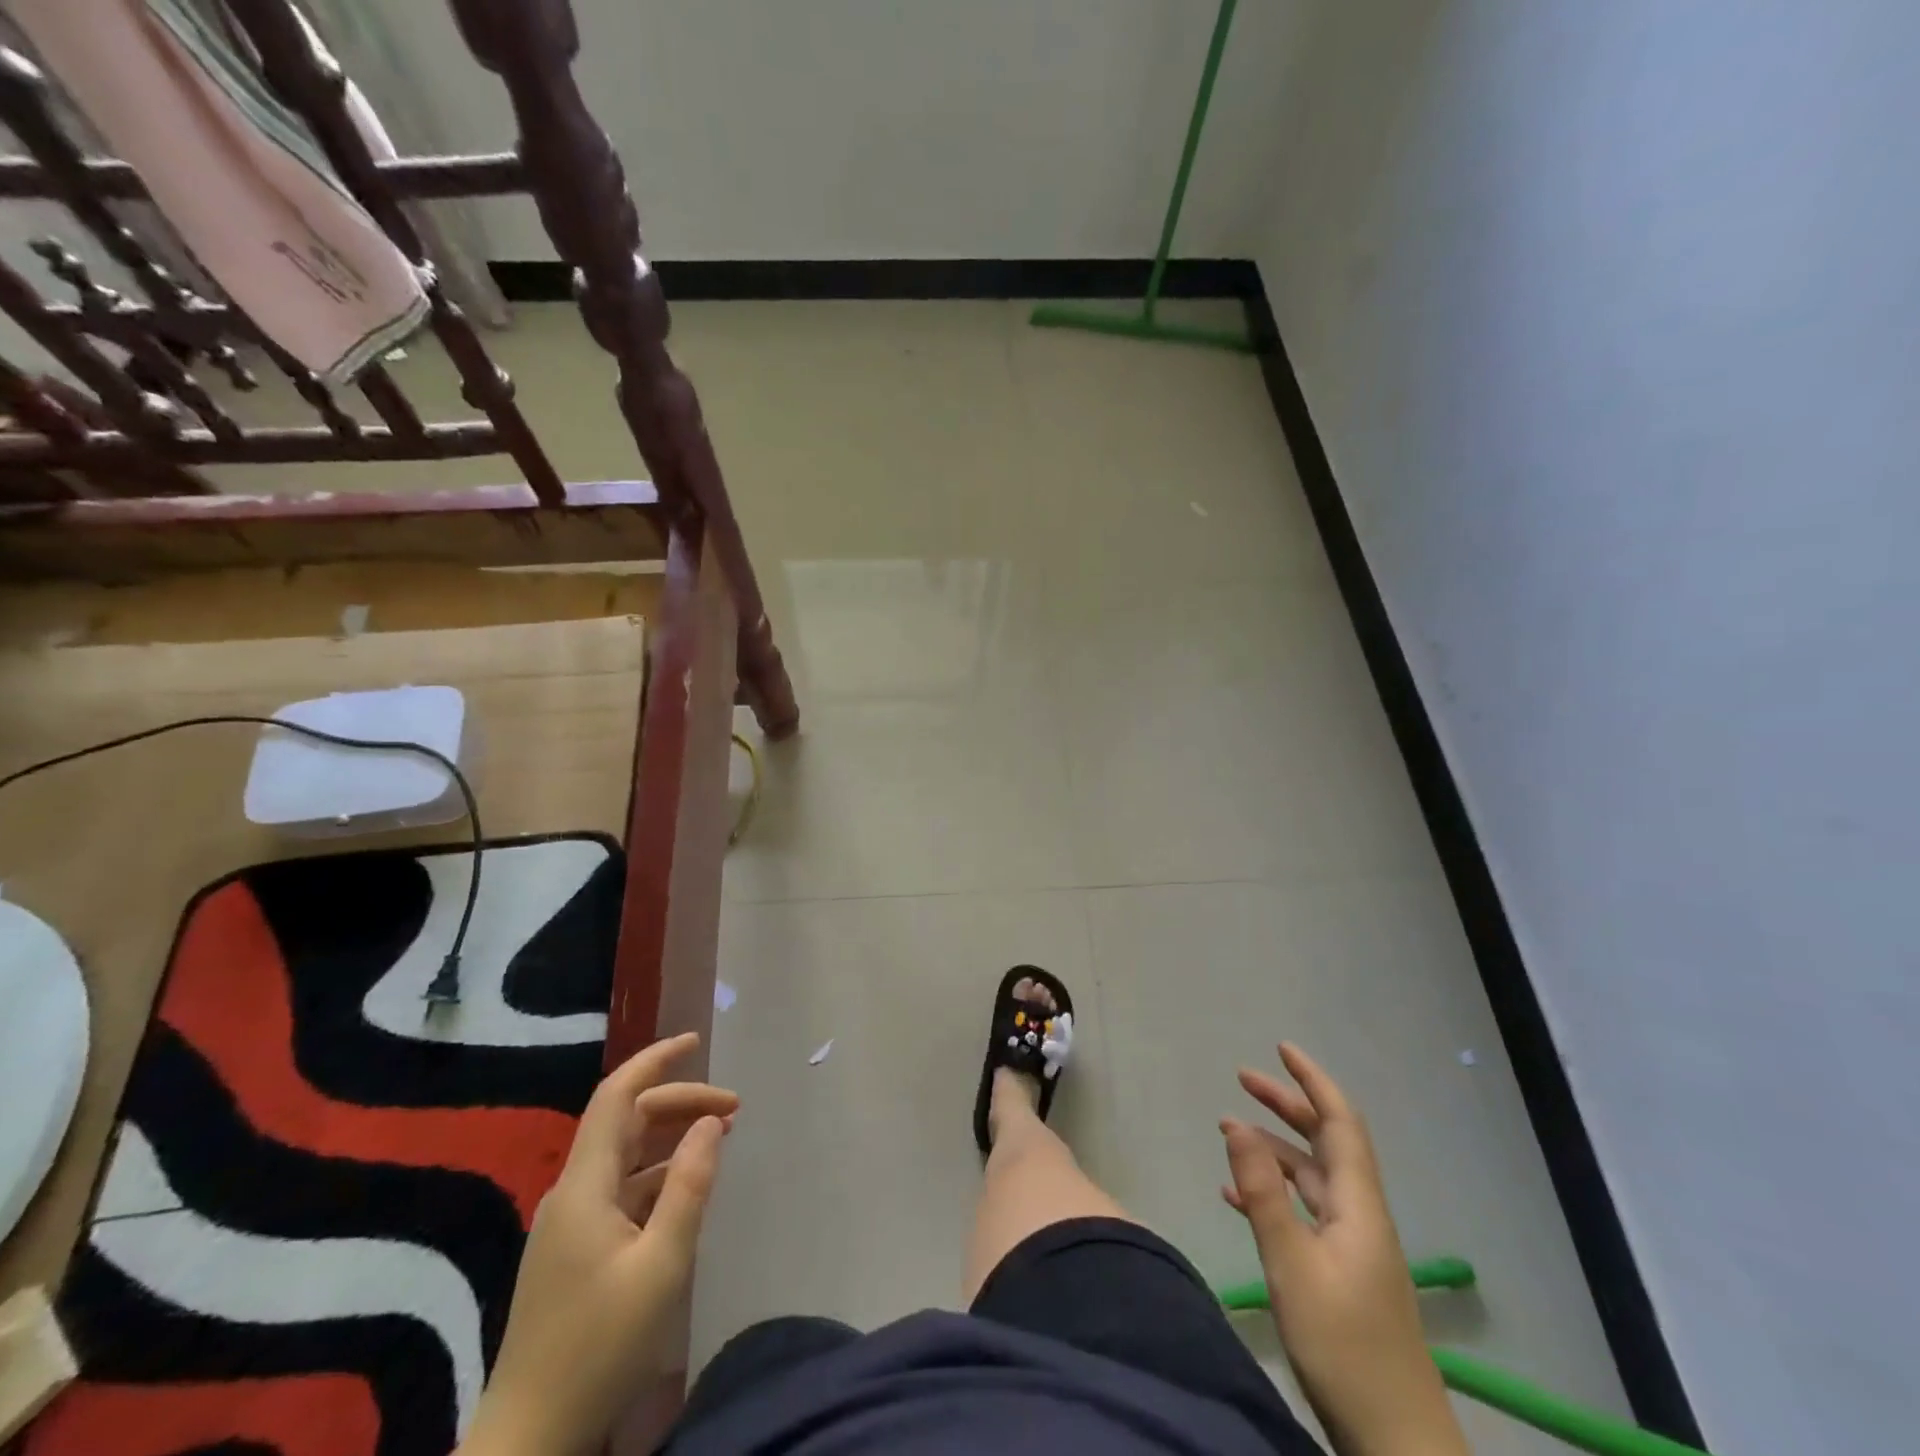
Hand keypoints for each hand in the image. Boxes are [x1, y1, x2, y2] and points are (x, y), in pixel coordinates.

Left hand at [461, 1033, 737, 1455]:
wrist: (530, 1440)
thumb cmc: (599, 1347)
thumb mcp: (661, 1263)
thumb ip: (689, 1185)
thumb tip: (712, 1122)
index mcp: (584, 1186)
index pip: (616, 1096)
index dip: (655, 1060)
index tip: (695, 1042)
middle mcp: (572, 1193)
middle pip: (626, 1122)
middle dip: (680, 1103)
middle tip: (734, 1110)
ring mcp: (570, 1223)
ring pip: (625, 1155)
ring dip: (671, 1138)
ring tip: (719, 1138)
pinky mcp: (574, 1251)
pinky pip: (621, 1189)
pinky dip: (658, 1174)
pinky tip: (687, 1189)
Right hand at [1221, 1045, 1465, 1455]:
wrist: (1395, 1441)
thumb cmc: (1344, 1346)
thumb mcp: (1292, 1264)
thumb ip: (1263, 1192)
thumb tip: (1236, 1123)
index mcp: (1358, 1205)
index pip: (1340, 1123)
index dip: (1313, 1081)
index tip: (1282, 1049)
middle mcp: (1359, 1215)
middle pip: (1324, 1143)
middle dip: (1287, 1105)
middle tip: (1243, 1079)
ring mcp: (1351, 1246)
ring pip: (1310, 1177)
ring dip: (1273, 1148)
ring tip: (1228, 1131)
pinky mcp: (1339, 1273)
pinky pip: (1302, 1212)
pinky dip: (1270, 1193)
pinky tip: (1235, 1196)